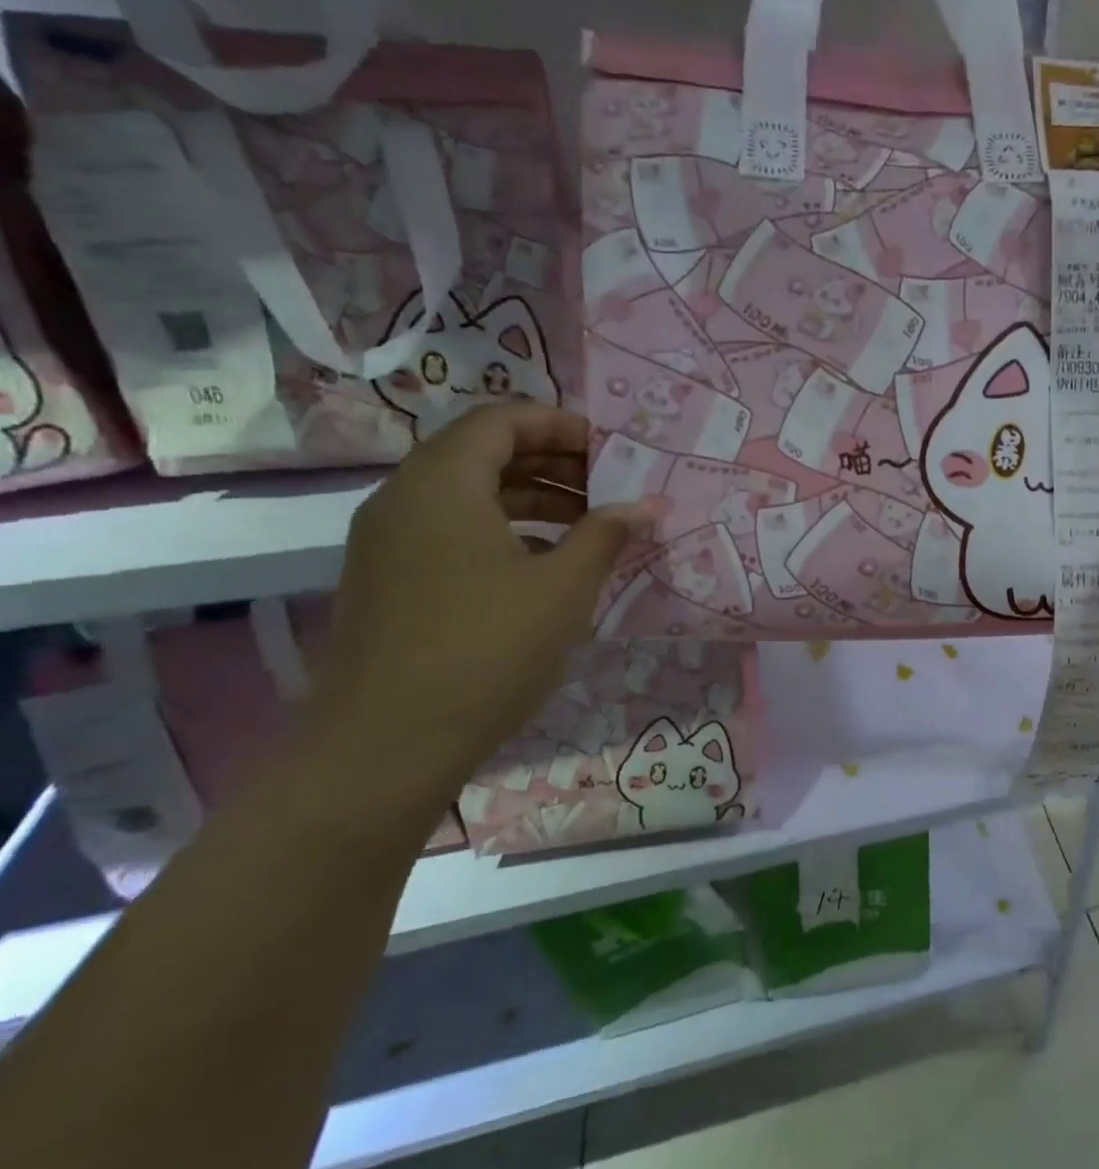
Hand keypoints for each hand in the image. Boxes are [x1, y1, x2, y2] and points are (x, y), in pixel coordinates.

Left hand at [305, 405, 657, 802]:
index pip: (500, 420)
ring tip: (589, 524)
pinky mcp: (389, 582)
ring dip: (531, 498)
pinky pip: (451, 531)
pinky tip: (546, 566)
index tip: (611, 449)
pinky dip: (503, 531)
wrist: (384, 748)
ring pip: (466, 494)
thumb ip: (606, 535)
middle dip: (552, 461)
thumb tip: (645, 505)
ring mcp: (389, 544)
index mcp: (441, 485)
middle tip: (609, 485)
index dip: (560, 424)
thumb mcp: (563, 589)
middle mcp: (404, 500)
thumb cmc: (486, 650)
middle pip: (481, 452)